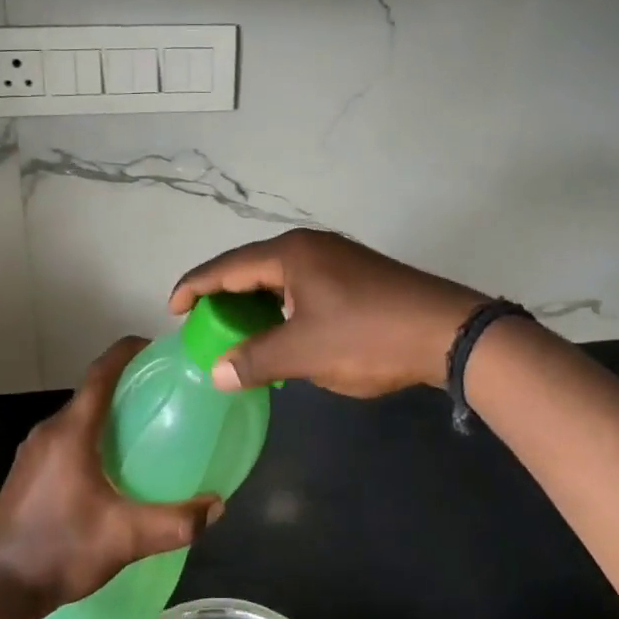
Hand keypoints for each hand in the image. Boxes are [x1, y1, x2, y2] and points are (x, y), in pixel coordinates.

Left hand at [0, 338, 222, 609]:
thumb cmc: (62, 549)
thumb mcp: (126, 538)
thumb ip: (175, 522)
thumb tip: (216, 506)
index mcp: (71, 431)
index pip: (101, 372)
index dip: (127, 351)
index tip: (156, 347)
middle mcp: (49, 430)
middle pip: (91, 392)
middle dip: (125, 384)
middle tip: (161, 393)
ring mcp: (33, 451)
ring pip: (77, 416)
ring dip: (106, 412)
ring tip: (141, 427)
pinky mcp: (27, 471)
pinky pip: (64, 437)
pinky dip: (89, 434)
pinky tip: (108, 464)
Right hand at [169, 229, 485, 397]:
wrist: (446, 331)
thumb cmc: (367, 336)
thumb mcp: (304, 353)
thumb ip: (255, 360)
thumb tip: (216, 372)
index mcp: (290, 254)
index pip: (227, 266)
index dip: (194, 287)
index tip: (171, 309)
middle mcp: (310, 246)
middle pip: (251, 267)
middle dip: (224, 297)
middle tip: (202, 326)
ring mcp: (336, 259)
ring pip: (279, 279)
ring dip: (255, 305)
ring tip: (236, 334)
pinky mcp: (356, 276)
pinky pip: (303, 288)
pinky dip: (282, 309)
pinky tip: (282, 334)